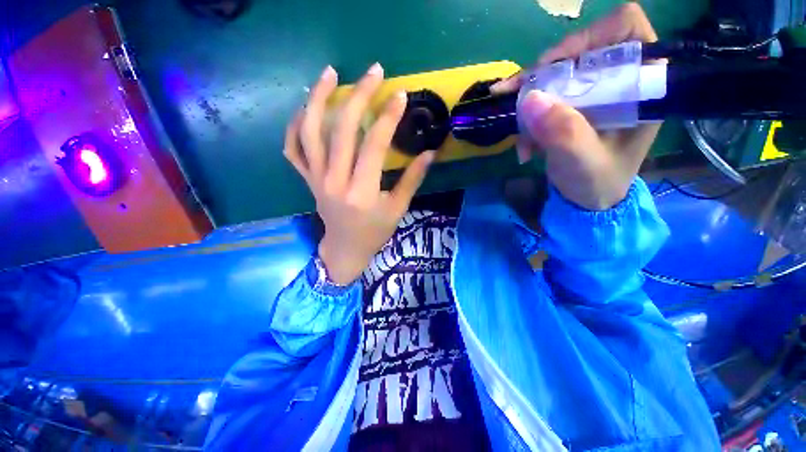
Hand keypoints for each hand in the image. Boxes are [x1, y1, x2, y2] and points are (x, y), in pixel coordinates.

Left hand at [284, 63, 434, 283]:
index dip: (388, 118)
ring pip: (310, 132)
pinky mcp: (307, 180)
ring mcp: (316, 179)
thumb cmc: (375, 232)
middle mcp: (335, 181)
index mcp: (362, 192)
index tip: (400, 95)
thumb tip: (430, 152)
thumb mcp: (397, 209)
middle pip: (342, 130)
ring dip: (319, 99)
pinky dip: (295, 125)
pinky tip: (307, 108)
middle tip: (373, 72)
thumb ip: (412, 179)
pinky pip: (293, 148)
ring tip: (330, 73)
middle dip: (359, 96)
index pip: (373, 145)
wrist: (345, 248)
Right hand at [492, 3, 659, 209]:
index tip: (555, 69)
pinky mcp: (571, 106)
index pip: (623, 29)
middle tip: (516, 97)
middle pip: (579, 50)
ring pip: (554, 75)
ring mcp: (591, 93)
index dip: (587, 38)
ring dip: (529, 102)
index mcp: (640, 86)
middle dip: (544, 76)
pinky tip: (523, 143)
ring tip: (519, 133)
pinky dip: (526, 117)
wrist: (587, 199)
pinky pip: (542, 97)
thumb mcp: (583, 161)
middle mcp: (617, 81)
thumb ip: (563, 132)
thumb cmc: (597, 182)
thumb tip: (530, 99)